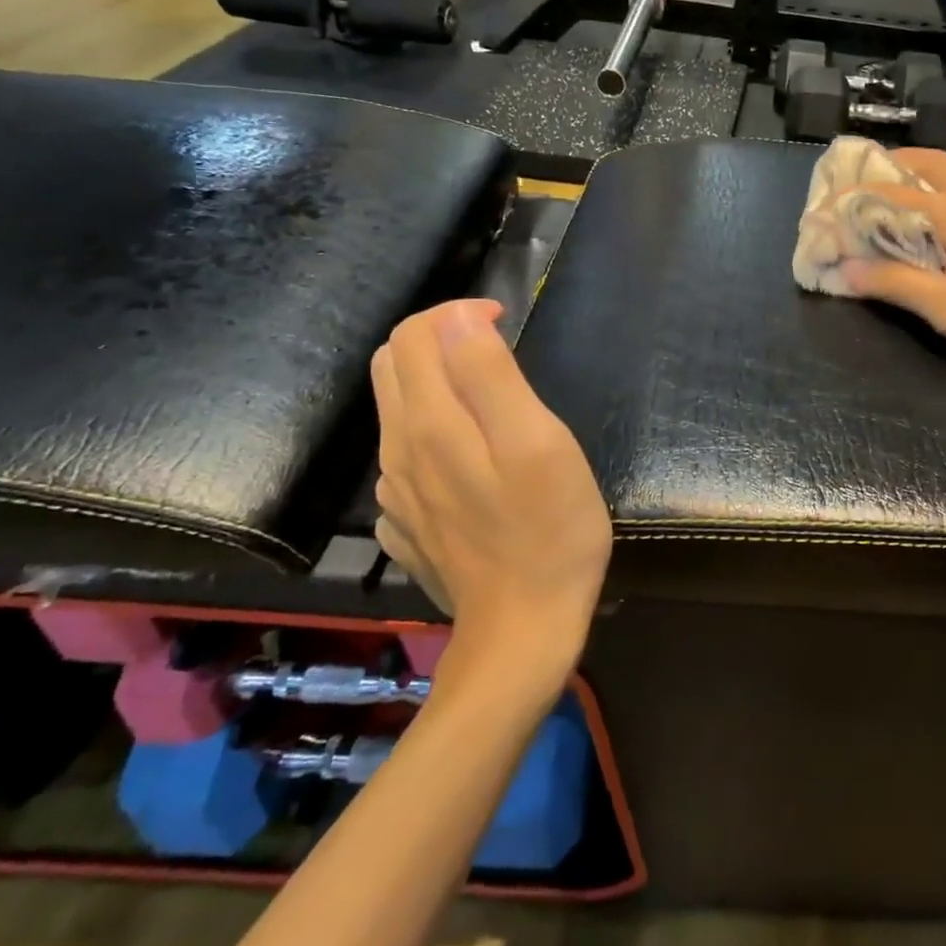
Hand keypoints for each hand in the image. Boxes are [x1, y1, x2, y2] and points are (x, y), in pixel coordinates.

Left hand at [371, 300, 611, 696]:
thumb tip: (461, 321)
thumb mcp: (539, 444)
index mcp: (430, 424)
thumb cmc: (550, 532)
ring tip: (494, 400)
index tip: (505, 321)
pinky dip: (435, 433)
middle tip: (497, 351)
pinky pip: (407, 458)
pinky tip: (475, 458)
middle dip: (440, 340)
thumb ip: (492, 377)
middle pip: (395, 366)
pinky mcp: (407, 524)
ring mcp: (397, 494)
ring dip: (438, 385)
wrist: (523, 632)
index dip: (456, 313)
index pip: (414, 335)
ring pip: (398, 412)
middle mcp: (398, 451)